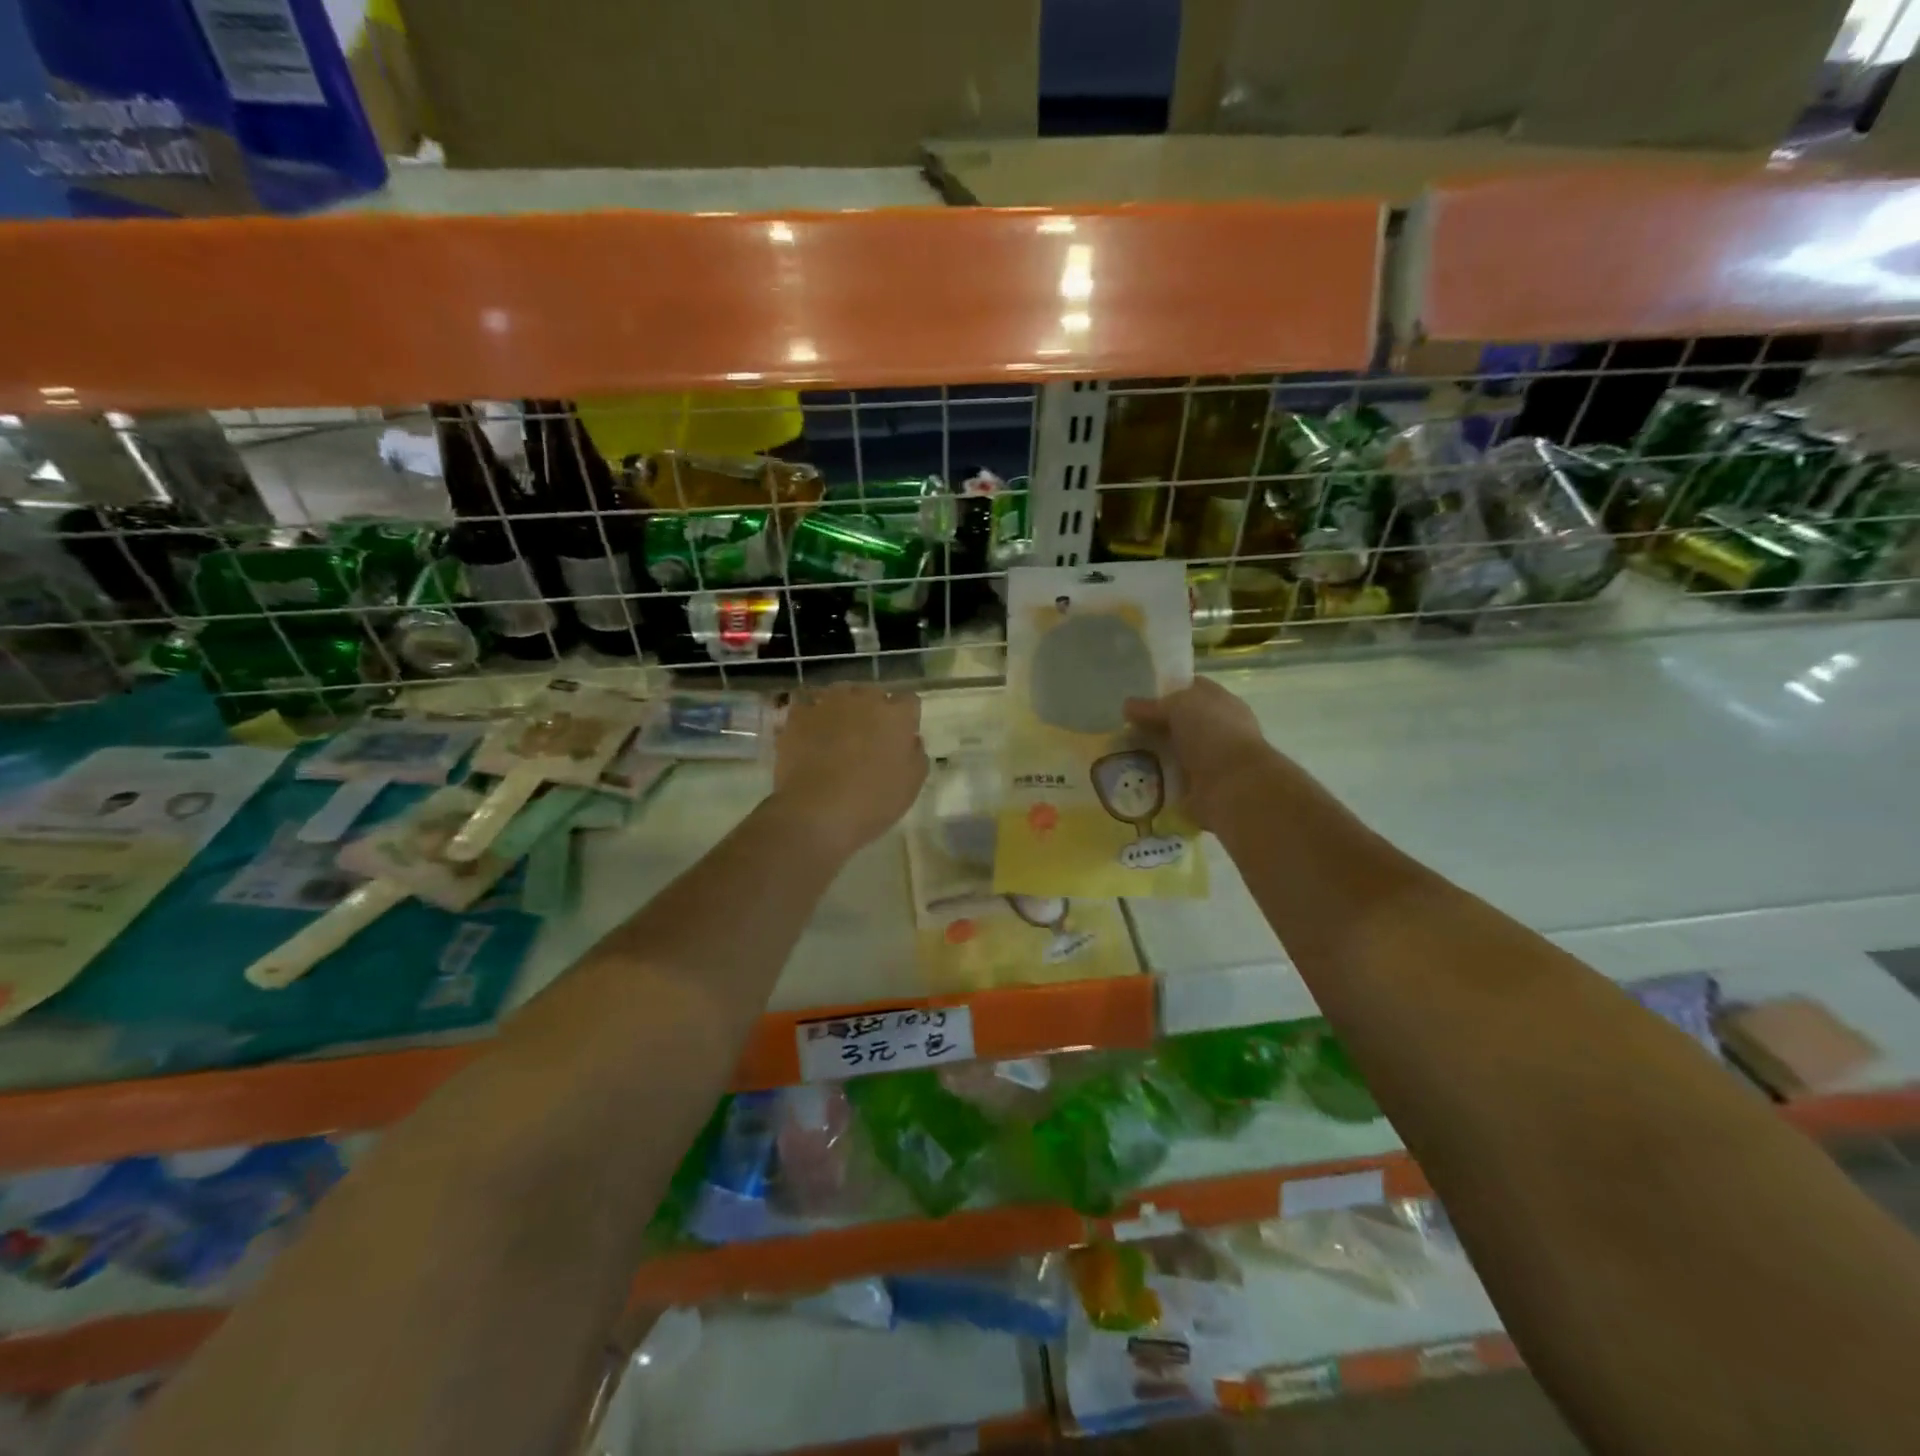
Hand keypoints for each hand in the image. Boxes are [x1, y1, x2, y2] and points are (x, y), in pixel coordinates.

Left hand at [771, 682, 927, 857]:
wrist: (816, 812)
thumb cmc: (873, 801)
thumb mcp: (912, 784)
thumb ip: (915, 753)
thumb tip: (909, 739)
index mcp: (896, 715)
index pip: (909, 701)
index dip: (905, 719)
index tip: (900, 737)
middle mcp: (864, 698)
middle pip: (873, 694)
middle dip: (873, 710)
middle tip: (868, 738)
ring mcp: (828, 703)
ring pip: (839, 694)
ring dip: (842, 708)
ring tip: (837, 733)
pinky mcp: (798, 715)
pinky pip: (807, 706)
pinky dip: (810, 717)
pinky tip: (809, 735)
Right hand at [1124, 678, 1272, 831]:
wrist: (1235, 786)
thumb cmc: (1213, 734)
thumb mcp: (1179, 706)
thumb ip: (1153, 706)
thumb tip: (1128, 706)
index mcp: (1221, 703)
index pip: (1192, 689)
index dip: (1167, 690)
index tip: (1139, 696)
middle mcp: (1218, 730)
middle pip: (1180, 722)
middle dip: (1154, 725)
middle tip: (1124, 727)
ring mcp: (1210, 761)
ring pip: (1173, 752)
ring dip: (1152, 754)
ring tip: (1122, 753)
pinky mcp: (1199, 788)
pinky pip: (1171, 780)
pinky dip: (1155, 780)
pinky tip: (1133, 777)